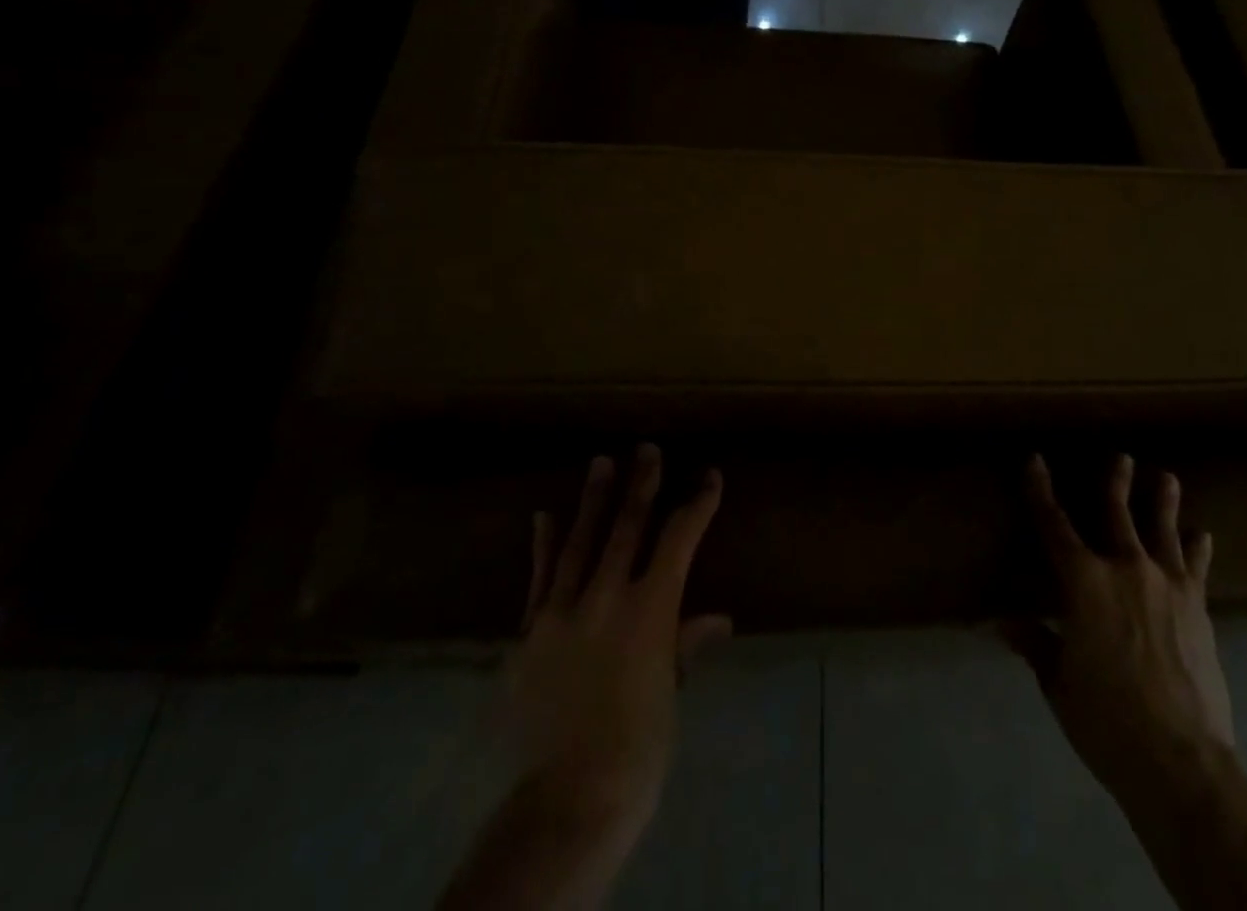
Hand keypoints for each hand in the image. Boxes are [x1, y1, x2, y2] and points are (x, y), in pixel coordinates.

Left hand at [506, 445, 730, 845]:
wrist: (568, 797)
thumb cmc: (638, 746)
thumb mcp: (670, 692)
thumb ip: (686, 645)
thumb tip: (717, 618)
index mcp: (650, 608)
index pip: (679, 539)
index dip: (698, 504)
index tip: (710, 477)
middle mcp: (606, 596)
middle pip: (627, 526)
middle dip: (641, 484)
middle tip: (647, 449)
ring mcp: (561, 611)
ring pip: (580, 541)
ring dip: (593, 499)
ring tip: (600, 462)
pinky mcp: (528, 632)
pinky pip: (538, 579)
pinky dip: (544, 547)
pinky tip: (544, 517)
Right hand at [1006, 455, 1233, 798]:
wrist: (1182, 762)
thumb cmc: (1107, 720)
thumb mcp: (1058, 682)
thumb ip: (1034, 643)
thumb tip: (1002, 621)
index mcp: (1084, 582)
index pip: (1054, 524)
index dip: (1041, 490)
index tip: (1035, 460)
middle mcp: (1125, 569)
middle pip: (1117, 514)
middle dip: (1115, 482)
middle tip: (1121, 456)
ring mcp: (1167, 586)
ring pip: (1163, 530)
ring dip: (1162, 502)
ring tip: (1166, 477)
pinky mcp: (1197, 609)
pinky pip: (1196, 569)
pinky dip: (1198, 550)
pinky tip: (1202, 536)